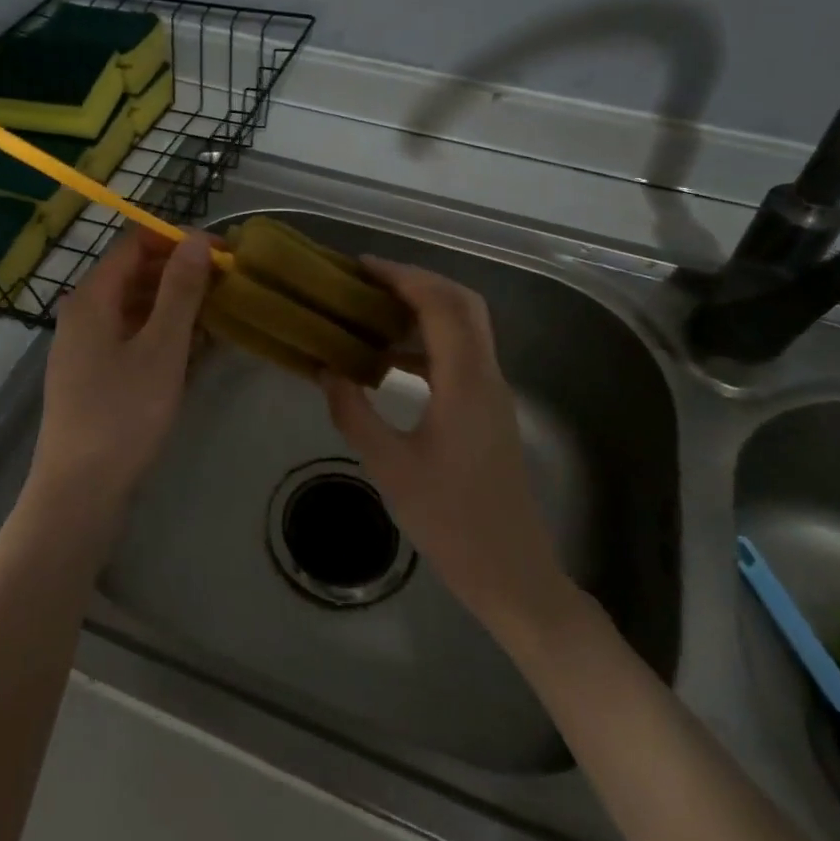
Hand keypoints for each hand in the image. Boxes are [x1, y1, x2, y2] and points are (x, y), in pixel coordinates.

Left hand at [30, 228, 213, 526]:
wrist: (78, 494)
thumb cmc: (122, 415)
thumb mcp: (161, 348)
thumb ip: (180, 290)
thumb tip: (198, 239)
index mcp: (92, 297)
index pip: (135, 243)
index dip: (179, 241)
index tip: (222, 254)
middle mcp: (82, 313)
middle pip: (134, 274)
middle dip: (180, 274)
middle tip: (226, 288)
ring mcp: (84, 347)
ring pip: (134, 308)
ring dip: (174, 307)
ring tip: (217, 319)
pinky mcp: (92, 376)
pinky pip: (130, 338)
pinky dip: (160, 335)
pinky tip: (191, 352)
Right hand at [321, 260, 577, 640]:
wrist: (514, 574)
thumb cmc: (451, 522)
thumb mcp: (390, 468)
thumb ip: (354, 414)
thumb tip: (326, 371)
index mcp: (465, 382)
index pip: (440, 305)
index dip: (402, 276)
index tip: (361, 267)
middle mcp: (486, 375)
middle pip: (462, 303)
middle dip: (417, 282)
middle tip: (369, 282)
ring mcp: (492, 393)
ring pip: (465, 327)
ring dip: (424, 309)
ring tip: (374, 312)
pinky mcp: (489, 411)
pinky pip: (461, 356)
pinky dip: (428, 342)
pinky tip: (391, 361)